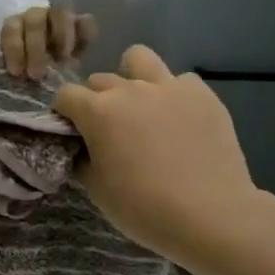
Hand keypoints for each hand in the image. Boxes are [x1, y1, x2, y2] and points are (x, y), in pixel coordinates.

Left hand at [0, 6, 95, 79]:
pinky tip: (78, 54)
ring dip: (61, 37)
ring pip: (61, 14)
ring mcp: (59, 17)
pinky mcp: (81, 23)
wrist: (49, 71)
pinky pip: (86, 22)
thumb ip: (15, 69)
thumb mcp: (17, 70)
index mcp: (15, 25)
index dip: (14, 49)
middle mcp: (36, 16)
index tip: (16, 72)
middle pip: (35, 21)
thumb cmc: (26, 71)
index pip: (11, 28)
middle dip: (35, 48)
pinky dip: (84, 36)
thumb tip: (14, 77)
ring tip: (62, 60)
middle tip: (37, 74)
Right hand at [52, 45, 262, 271]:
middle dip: (96, 100)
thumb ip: (83, 159)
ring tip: (140, 106)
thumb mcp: (96, 188)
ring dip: (132, 77)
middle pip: (100, 80)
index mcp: (98, 111)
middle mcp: (130, 90)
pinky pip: (180, 81)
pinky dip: (173, 94)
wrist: (211, 215)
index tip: (72, 133)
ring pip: (139, 59)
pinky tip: (178, 119)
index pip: (65, 95)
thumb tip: (84, 148)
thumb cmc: (143, 207)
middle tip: (109, 130)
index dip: (64, 114)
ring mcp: (169, 88)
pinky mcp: (203, 95)